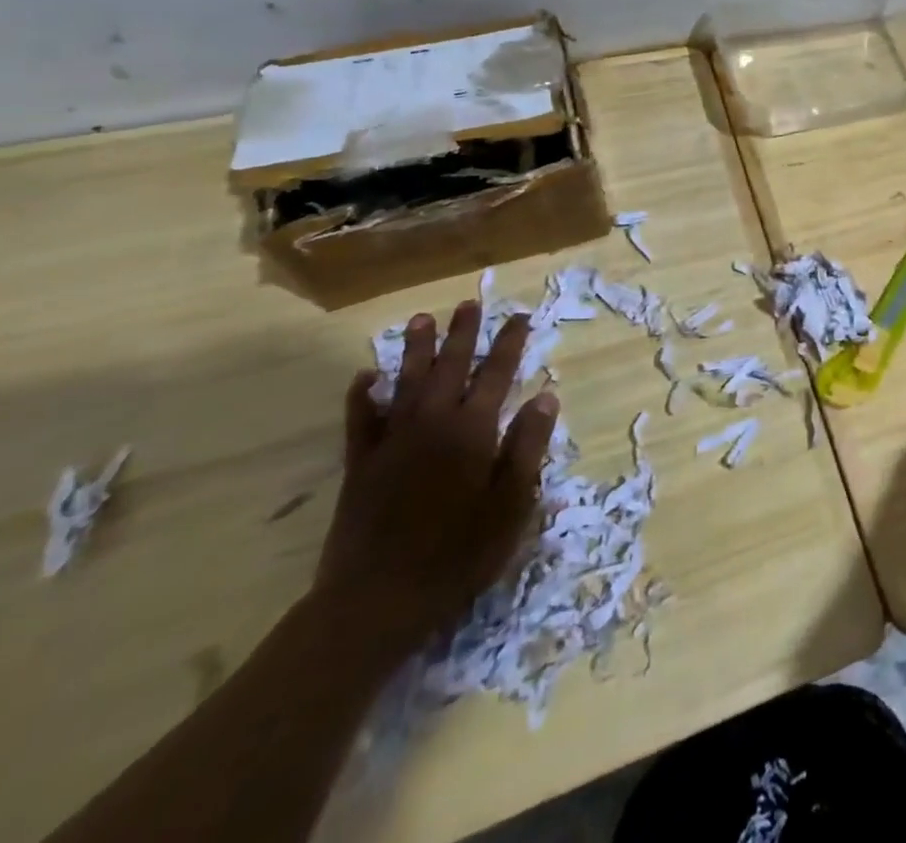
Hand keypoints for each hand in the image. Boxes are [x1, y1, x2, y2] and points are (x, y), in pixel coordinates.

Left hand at [314, 301, 557, 657]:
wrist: (375, 602)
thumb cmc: (457, 555)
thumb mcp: (511, 505)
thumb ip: (527, 447)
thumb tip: (545, 396)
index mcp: (473, 432)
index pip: (497, 374)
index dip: (510, 343)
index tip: (520, 317)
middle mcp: (432, 424)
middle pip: (450, 367)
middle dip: (463, 334)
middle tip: (469, 304)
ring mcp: (392, 443)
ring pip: (406, 383)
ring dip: (416, 349)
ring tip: (422, 319)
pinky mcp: (361, 466)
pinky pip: (360, 420)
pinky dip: (362, 396)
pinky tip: (365, 377)